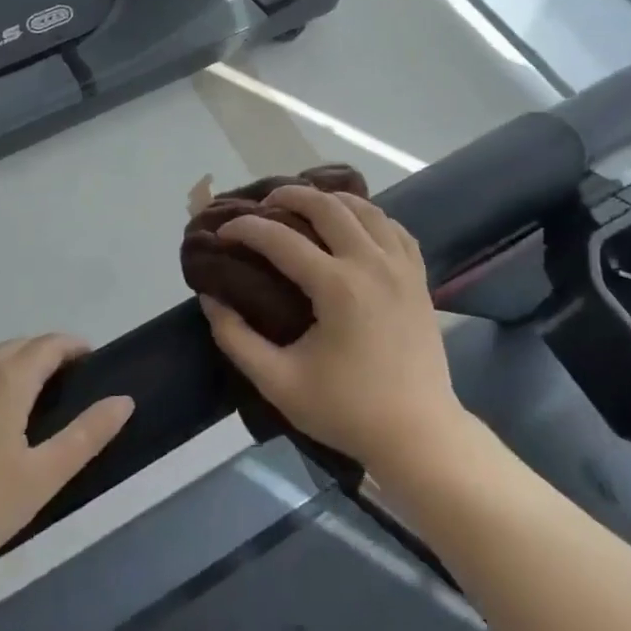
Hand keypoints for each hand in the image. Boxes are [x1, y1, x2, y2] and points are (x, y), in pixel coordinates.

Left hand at [0, 335, 133, 592]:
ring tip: (20, 404)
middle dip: (42, 355)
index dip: (72, 346)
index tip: (88, 357)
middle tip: (61, 382)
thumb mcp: (41, 479)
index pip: (48, 344)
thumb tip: (124, 400)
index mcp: (7, 379)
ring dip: (7, 371)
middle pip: (15, 348)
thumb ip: (87, 435)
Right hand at [200, 186, 464, 475]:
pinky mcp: (420, 278)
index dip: (246, 229)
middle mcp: (371, 263)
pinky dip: (371, 217)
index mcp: (337, 287)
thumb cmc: (347, 411)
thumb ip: (236, 338)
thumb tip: (210, 298)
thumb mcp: (279, 382)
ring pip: (366, 208)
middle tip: (264, 205)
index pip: (281, 239)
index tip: (223, 232)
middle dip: (289, 195)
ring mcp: (401, 267)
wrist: (419, 435)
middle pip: (327, 206)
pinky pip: (395, 228)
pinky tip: (355, 226)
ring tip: (306, 206)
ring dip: (331, 199)